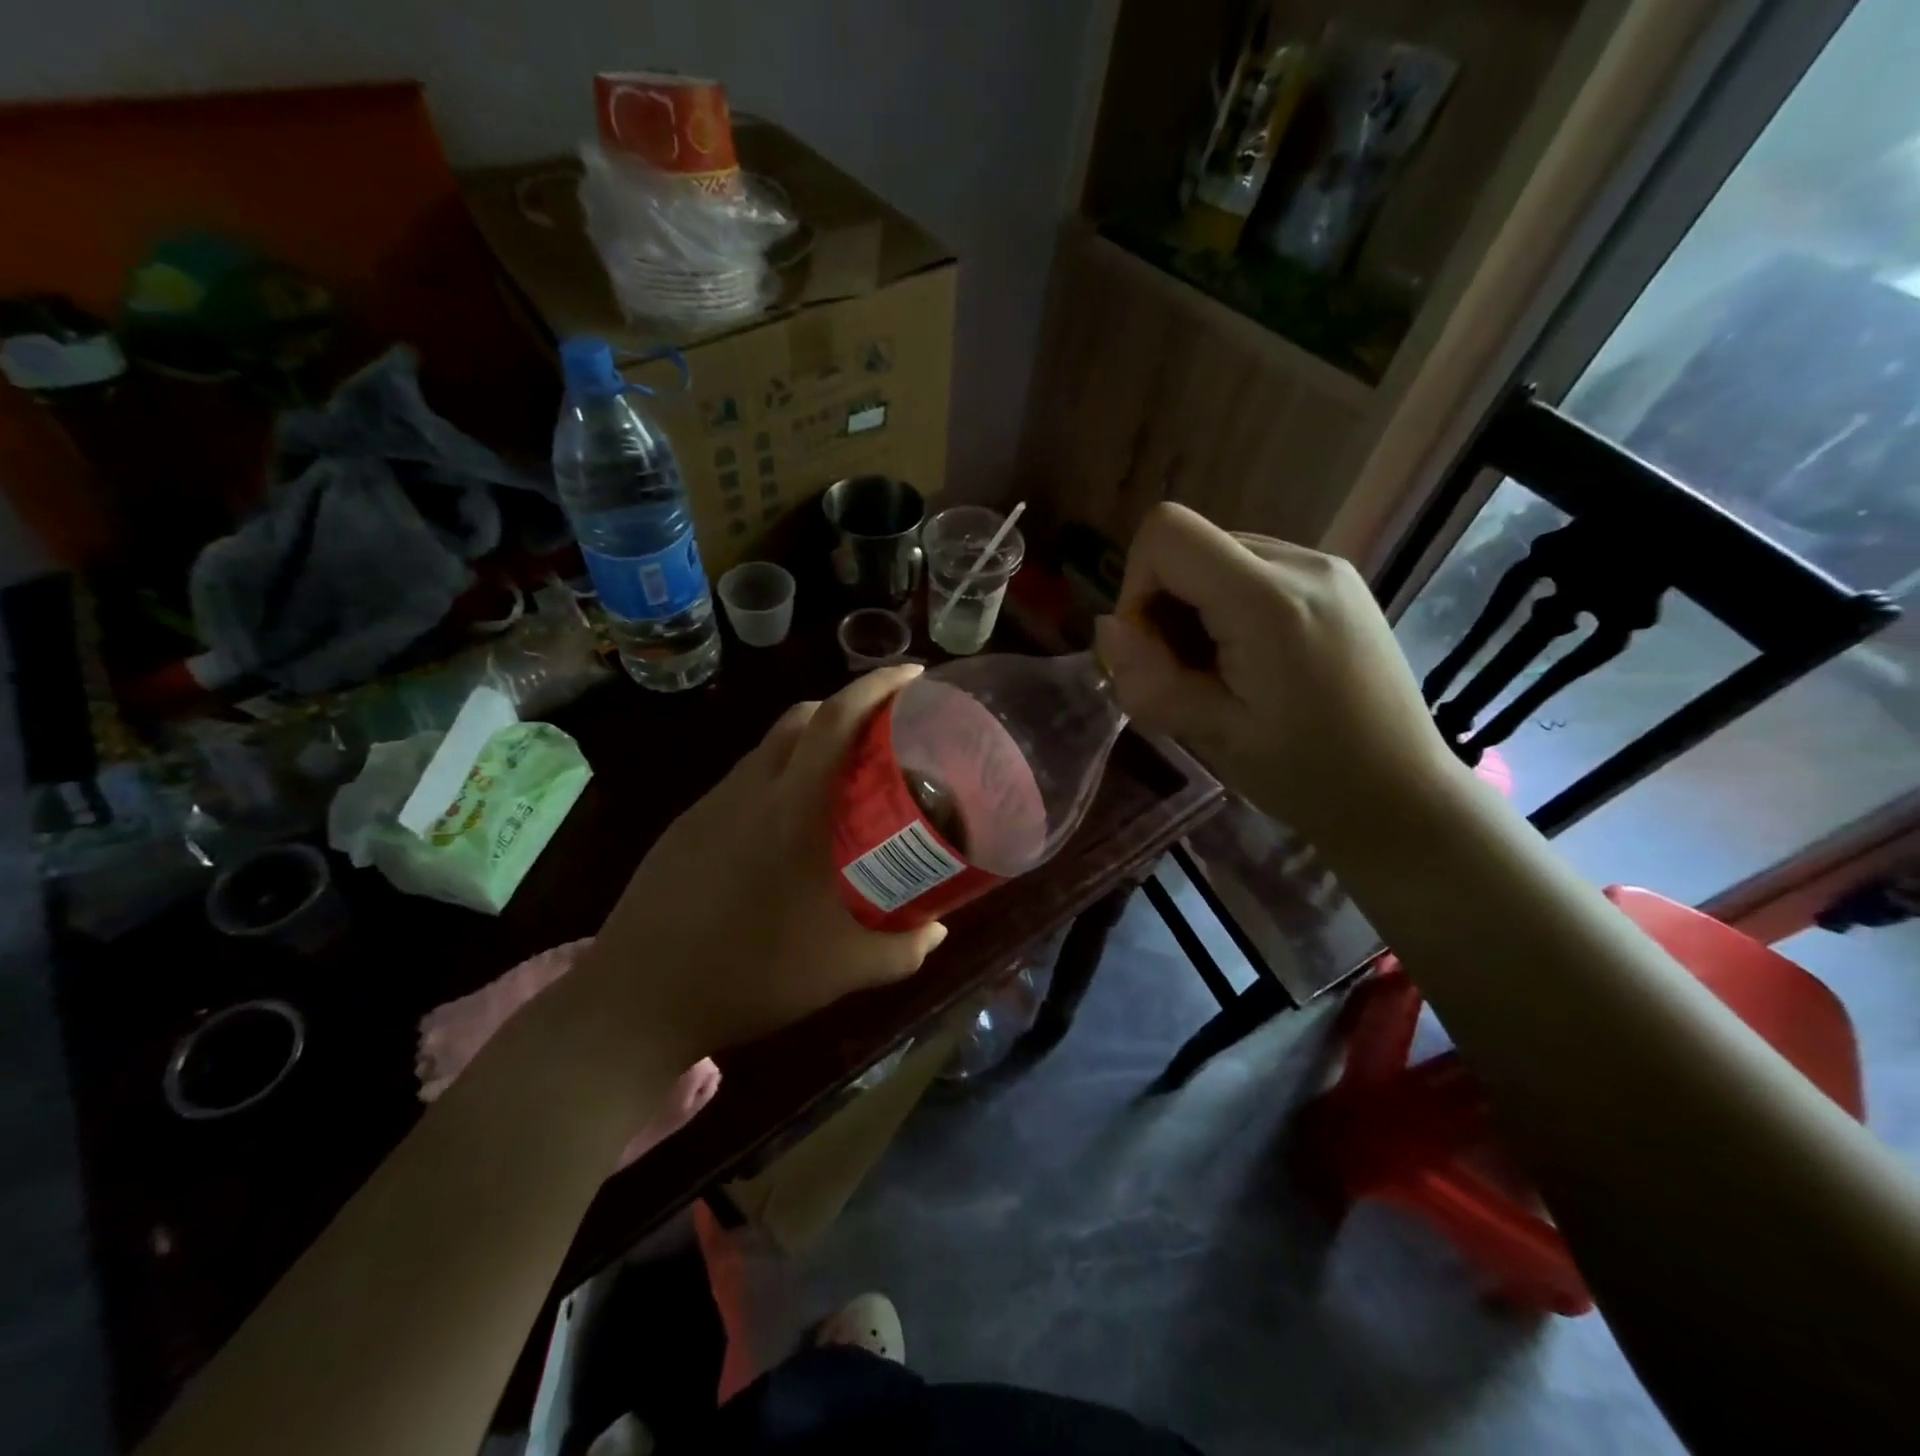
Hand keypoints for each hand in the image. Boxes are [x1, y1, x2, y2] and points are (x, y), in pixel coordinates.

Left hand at [576, 665, 946, 1062]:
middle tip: (887, 733)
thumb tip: (938, 930)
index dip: (877, 687)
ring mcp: (710, 806)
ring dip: (811, 743)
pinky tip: (790, 827)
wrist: (636, 1002)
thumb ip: (901, 950)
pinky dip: (779, 777)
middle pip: (802, 717)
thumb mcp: (841, 971)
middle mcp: (749, 791)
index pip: (835, 720)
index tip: (914, 676)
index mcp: (791, 809)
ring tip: (844, 779)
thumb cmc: (748, 976)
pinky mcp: (686, 826)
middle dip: (848, 707)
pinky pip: (744, 781)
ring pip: (769, 748)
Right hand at [1093, 503, 1458, 838]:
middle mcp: (1302, 562)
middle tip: (1187, 675)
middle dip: (1166, 605)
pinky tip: (1254, 661)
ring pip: (1219, 557)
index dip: (1136, 584)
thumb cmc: (1305, 775)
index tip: (1150, 647)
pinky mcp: (1337, 581)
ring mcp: (1326, 567)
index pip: (1168, 532)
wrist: (1403, 794)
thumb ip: (1149, 678)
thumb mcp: (1212, 735)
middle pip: (1192, 545)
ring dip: (1197, 608)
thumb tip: (1108, 627)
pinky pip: (1254, 570)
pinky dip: (1229, 607)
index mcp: (1270, 601)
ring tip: (1223, 673)